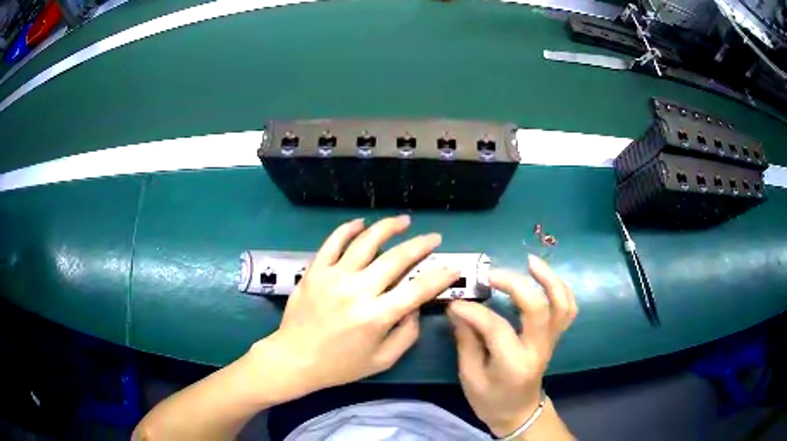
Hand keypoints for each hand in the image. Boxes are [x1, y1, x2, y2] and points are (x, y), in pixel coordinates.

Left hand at [255, 215, 458, 397]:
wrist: (295, 359)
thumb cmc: (340, 365)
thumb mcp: (382, 360)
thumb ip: (407, 334)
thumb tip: (415, 306)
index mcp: (376, 317)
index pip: (417, 289)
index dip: (440, 276)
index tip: (452, 267)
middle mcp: (357, 291)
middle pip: (396, 259)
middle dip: (420, 245)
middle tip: (434, 238)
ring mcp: (333, 277)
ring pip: (366, 242)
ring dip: (388, 227)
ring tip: (403, 220)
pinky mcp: (315, 271)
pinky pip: (333, 242)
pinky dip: (348, 229)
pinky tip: (361, 223)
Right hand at [447, 255, 576, 436]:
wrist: (519, 413)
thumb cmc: (490, 401)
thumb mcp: (470, 377)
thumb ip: (466, 341)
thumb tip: (458, 308)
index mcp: (513, 365)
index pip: (496, 328)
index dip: (474, 311)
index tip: (455, 301)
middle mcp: (538, 349)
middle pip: (538, 308)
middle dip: (515, 284)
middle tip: (490, 275)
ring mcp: (551, 342)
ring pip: (561, 304)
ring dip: (549, 279)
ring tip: (530, 261)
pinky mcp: (555, 337)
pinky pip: (567, 308)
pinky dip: (559, 288)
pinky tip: (543, 277)